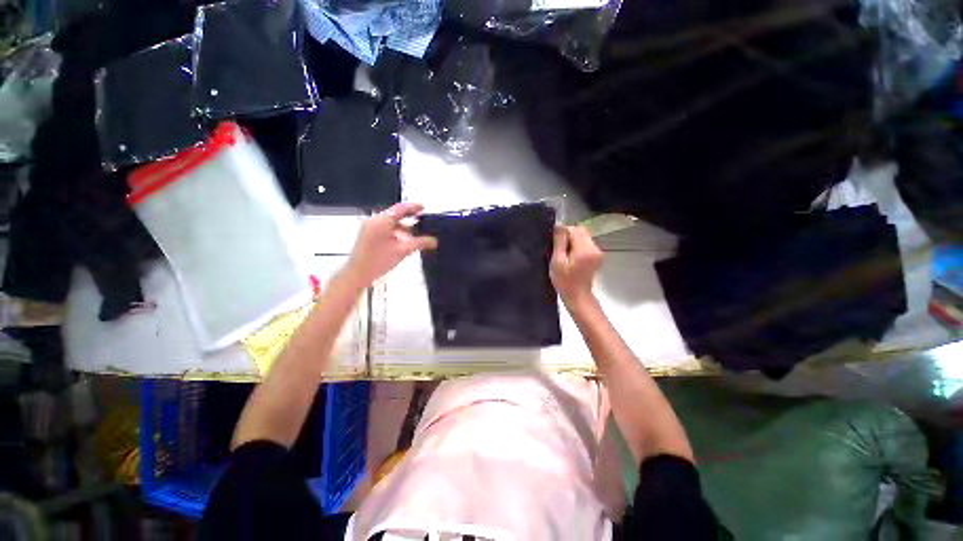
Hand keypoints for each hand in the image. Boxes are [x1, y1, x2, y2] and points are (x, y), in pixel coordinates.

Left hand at [343, 202, 437, 287]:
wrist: (358, 273)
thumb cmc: (378, 261)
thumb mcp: (403, 251)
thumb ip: (420, 243)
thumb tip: (433, 241)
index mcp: (382, 221)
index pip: (400, 208)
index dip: (413, 207)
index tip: (423, 208)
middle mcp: (374, 221)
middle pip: (395, 215)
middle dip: (409, 218)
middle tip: (421, 220)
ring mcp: (369, 228)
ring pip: (390, 223)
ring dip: (402, 227)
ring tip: (414, 235)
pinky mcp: (368, 235)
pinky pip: (384, 228)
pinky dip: (395, 232)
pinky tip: (403, 241)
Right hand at [550, 225, 602, 309]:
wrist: (578, 296)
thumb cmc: (565, 281)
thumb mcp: (557, 262)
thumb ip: (559, 242)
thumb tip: (559, 225)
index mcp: (585, 250)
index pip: (575, 229)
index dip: (564, 233)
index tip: (556, 244)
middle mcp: (595, 248)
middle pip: (581, 231)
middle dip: (568, 237)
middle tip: (559, 250)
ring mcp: (598, 252)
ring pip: (583, 237)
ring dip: (572, 242)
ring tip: (564, 255)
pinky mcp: (597, 256)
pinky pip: (586, 244)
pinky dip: (577, 247)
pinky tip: (571, 258)